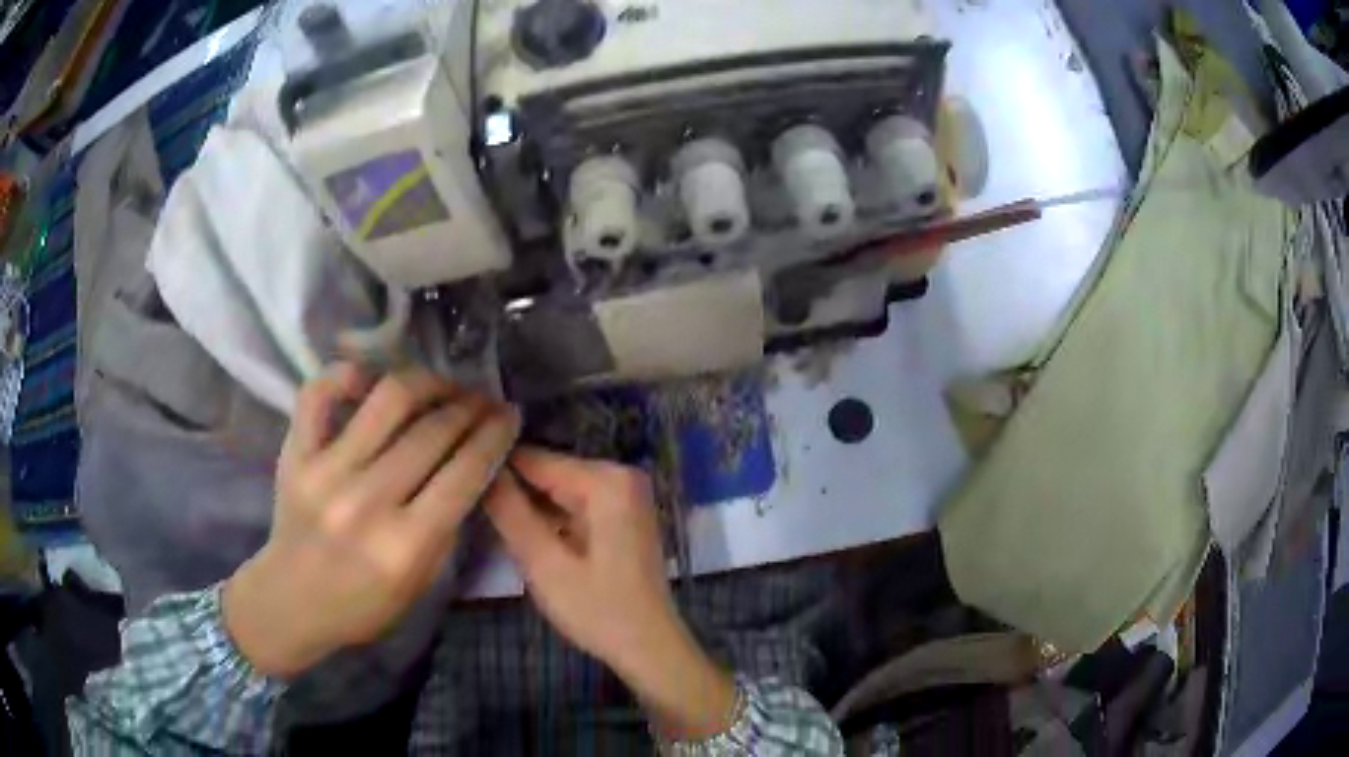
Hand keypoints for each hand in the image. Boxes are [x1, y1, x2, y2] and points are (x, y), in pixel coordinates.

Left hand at [223, 364, 519, 678]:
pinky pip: (319, 393)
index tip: (509, 415)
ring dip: (427, 382)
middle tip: (483, 401)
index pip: (465, 472)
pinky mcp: (295, 453)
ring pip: (388, 399)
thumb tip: (471, 466)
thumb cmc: (362, 604)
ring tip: (441, 386)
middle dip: (470, 407)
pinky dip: (346, 374)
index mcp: (405, 544)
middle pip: (433, 431)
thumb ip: (446, 527)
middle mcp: (367, 501)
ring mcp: (326, 471)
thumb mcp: (420, 584)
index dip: (495, 436)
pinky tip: (370, 377)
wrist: (292, 601)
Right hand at [485, 449, 735, 739]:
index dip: (495, 469)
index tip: (460, 480)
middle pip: (550, 473)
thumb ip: (510, 512)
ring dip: (531, 508)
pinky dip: (552, 519)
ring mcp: (627, 496)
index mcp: (607, 481)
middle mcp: (621, 476)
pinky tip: (525, 536)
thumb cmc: (597, 610)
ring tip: (490, 521)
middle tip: (474, 509)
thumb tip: (481, 467)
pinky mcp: (625, 516)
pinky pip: (577, 505)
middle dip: (514, 492)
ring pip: (560, 490)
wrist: (650, 648)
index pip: (536, 459)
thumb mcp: (544, 564)